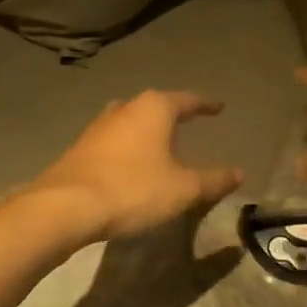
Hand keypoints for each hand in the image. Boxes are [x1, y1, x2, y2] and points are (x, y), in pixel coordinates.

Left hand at [23, 90, 244, 241]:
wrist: (66, 206)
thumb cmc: (133, 189)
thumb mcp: (183, 189)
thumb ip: (213, 180)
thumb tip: (240, 173)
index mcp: (154, 109)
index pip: (187, 100)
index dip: (205, 105)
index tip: (218, 107)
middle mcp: (125, 108)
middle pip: (155, 105)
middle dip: (172, 114)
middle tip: (189, 122)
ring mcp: (99, 126)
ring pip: (131, 120)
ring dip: (147, 130)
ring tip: (160, 142)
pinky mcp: (81, 147)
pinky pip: (114, 140)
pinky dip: (128, 146)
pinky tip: (131, 163)